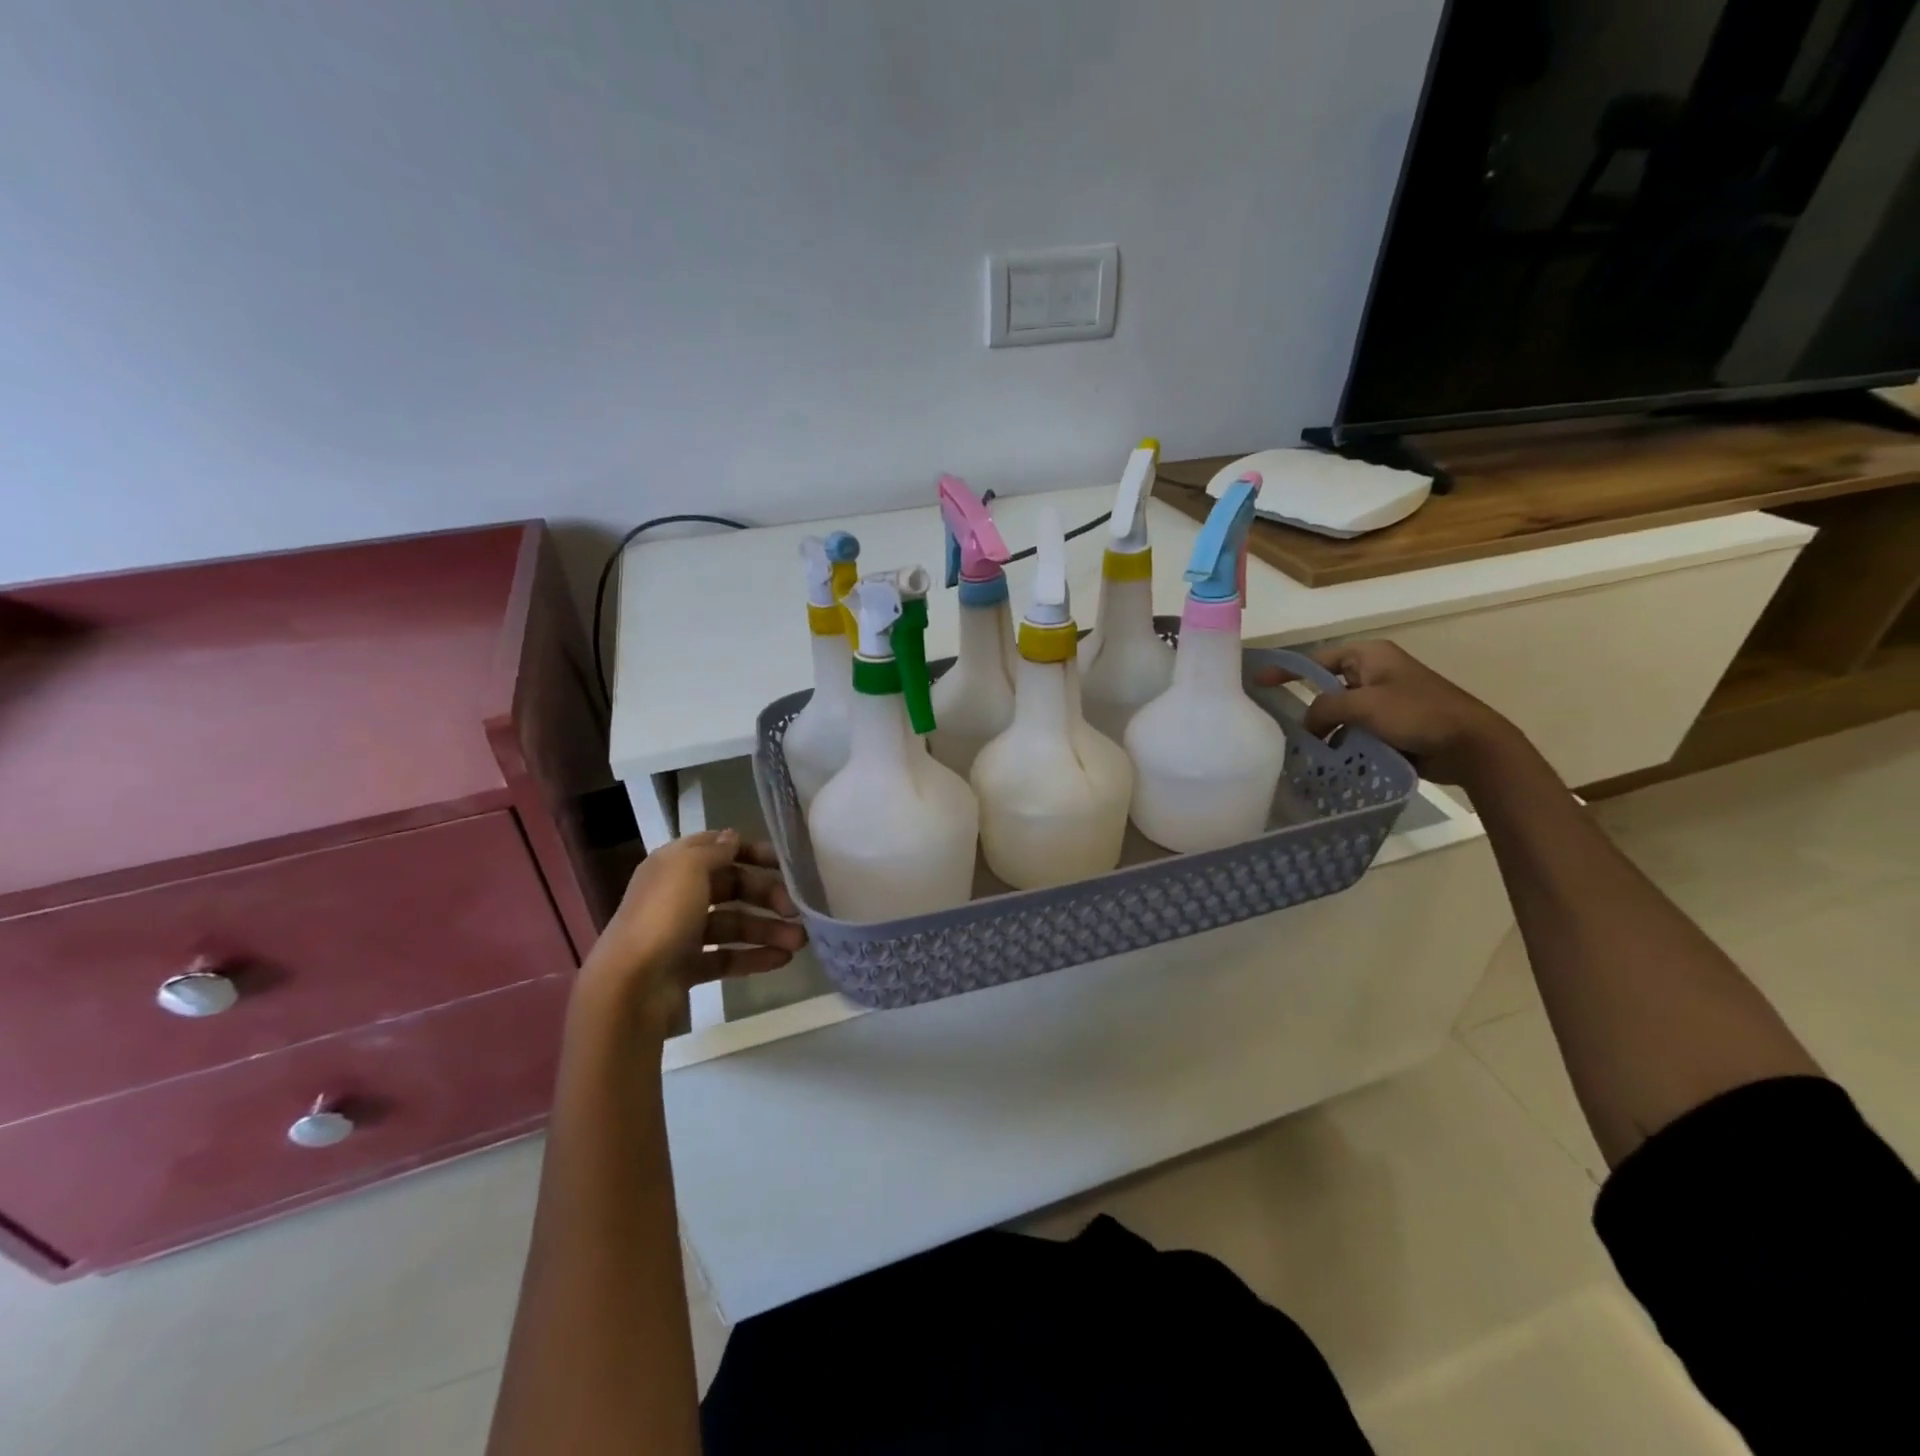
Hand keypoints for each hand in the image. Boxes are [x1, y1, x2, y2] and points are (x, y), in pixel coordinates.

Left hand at [580, 829, 805, 1032]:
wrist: (629, 987)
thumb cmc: (662, 917)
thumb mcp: (689, 868)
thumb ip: (715, 850)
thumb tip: (733, 838)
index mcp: (674, 866)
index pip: (718, 848)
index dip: (751, 852)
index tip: (784, 864)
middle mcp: (678, 895)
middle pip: (732, 888)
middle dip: (767, 897)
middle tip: (796, 911)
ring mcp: (682, 933)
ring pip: (733, 925)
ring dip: (767, 930)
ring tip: (799, 943)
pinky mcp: (687, 967)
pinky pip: (727, 957)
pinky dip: (754, 957)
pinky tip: (781, 961)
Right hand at [1258, 640, 1521, 785]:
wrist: (1470, 745)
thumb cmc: (1416, 714)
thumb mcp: (1362, 705)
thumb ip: (1324, 709)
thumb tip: (1307, 724)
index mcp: (1369, 655)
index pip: (1316, 659)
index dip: (1286, 670)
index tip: (1257, 682)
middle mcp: (1375, 672)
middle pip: (1327, 686)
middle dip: (1307, 707)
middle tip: (1280, 725)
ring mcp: (1385, 699)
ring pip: (1340, 712)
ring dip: (1325, 730)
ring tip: (1304, 749)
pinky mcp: (1392, 725)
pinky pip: (1355, 730)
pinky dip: (1342, 741)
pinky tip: (1330, 759)